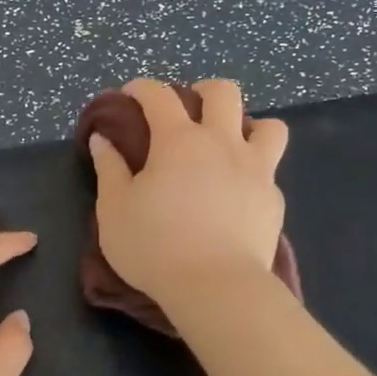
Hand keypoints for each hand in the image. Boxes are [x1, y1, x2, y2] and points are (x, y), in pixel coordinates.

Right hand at [89, 78, 288, 308]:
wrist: (217, 287)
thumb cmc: (155, 247)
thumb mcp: (114, 211)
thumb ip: (109, 170)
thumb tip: (103, 140)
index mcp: (178, 141)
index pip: (159, 96)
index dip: (142, 88)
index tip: (130, 95)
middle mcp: (222, 143)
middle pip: (223, 93)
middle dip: (202, 92)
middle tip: (187, 112)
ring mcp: (256, 169)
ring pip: (268, 125)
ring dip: (247, 125)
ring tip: (229, 145)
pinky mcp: (274, 199)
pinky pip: (270, 169)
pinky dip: (254, 170)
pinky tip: (238, 192)